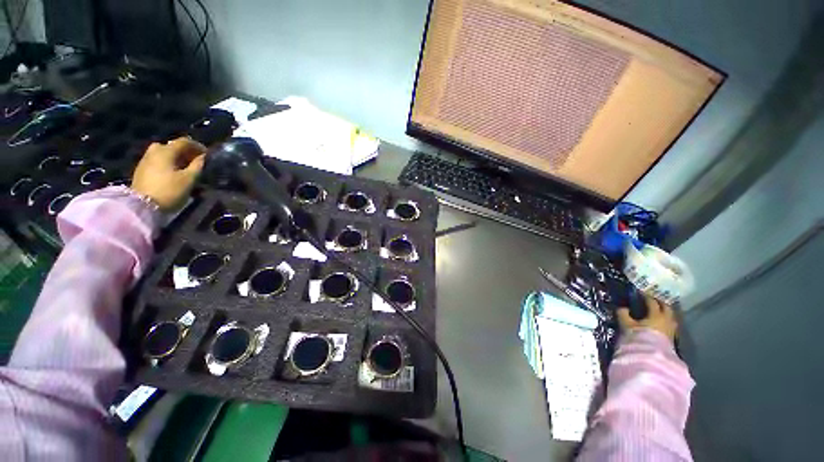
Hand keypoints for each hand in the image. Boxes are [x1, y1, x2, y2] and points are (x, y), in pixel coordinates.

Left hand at [131, 137, 205, 210]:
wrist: (142, 206)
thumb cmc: (170, 190)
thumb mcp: (189, 179)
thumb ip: (198, 165)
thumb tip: (203, 157)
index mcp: (166, 151)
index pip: (185, 142)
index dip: (198, 146)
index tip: (208, 155)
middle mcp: (154, 150)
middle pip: (172, 146)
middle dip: (186, 152)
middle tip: (196, 162)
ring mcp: (146, 159)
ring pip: (164, 153)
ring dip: (176, 158)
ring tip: (186, 168)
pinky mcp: (142, 169)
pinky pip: (158, 160)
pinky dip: (168, 163)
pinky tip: (174, 173)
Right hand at [616, 294, 677, 341]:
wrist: (651, 356)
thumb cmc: (639, 337)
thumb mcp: (626, 325)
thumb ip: (623, 315)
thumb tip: (622, 308)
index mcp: (656, 314)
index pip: (652, 302)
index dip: (646, 297)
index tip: (640, 293)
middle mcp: (666, 320)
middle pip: (666, 308)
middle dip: (660, 303)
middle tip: (652, 300)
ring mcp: (671, 329)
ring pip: (670, 317)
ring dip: (665, 313)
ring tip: (658, 312)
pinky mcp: (672, 338)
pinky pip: (670, 325)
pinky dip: (666, 321)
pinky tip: (660, 324)